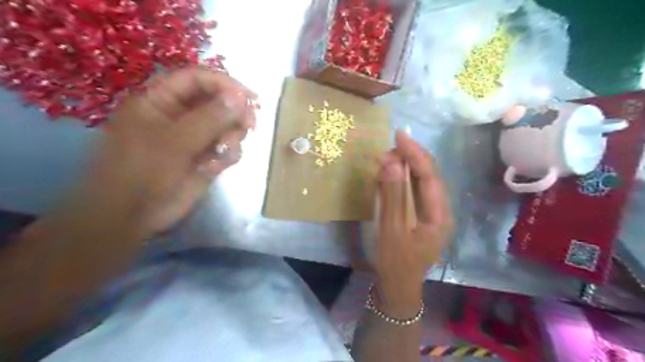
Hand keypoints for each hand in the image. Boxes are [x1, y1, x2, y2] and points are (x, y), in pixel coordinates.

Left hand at [95, 66, 256, 235]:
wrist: (131, 216)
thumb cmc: (141, 172)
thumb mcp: (173, 142)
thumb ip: (208, 118)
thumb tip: (239, 98)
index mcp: (160, 101)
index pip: (196, 79)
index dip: (224, 84)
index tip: (249, 98)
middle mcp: (180, 116)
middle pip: (217, 102)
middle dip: (235, 113)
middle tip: (249, 125)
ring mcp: (194, 139)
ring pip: (226, 126)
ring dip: (232, 136)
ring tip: (224, 151)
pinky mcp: (206, 159)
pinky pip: (227, 149)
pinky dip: (229, 154)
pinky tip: (216, 167)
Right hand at [373, 132, 451, 317]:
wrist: (397, 287)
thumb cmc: (395, 262)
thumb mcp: (391, 230)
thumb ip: (393, 196)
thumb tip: (392, 163)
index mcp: (439, 215)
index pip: (430, 176)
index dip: (415, 154)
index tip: (400, 135)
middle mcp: (440, 211)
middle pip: (429, 176)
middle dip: (410, 158)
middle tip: (389, 147)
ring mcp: (431, 213)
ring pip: (421, 182)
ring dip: (405, 167)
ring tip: (387, 158)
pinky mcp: (420, 216)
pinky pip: (413, 191)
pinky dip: (401, 180)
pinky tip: (389, 175)